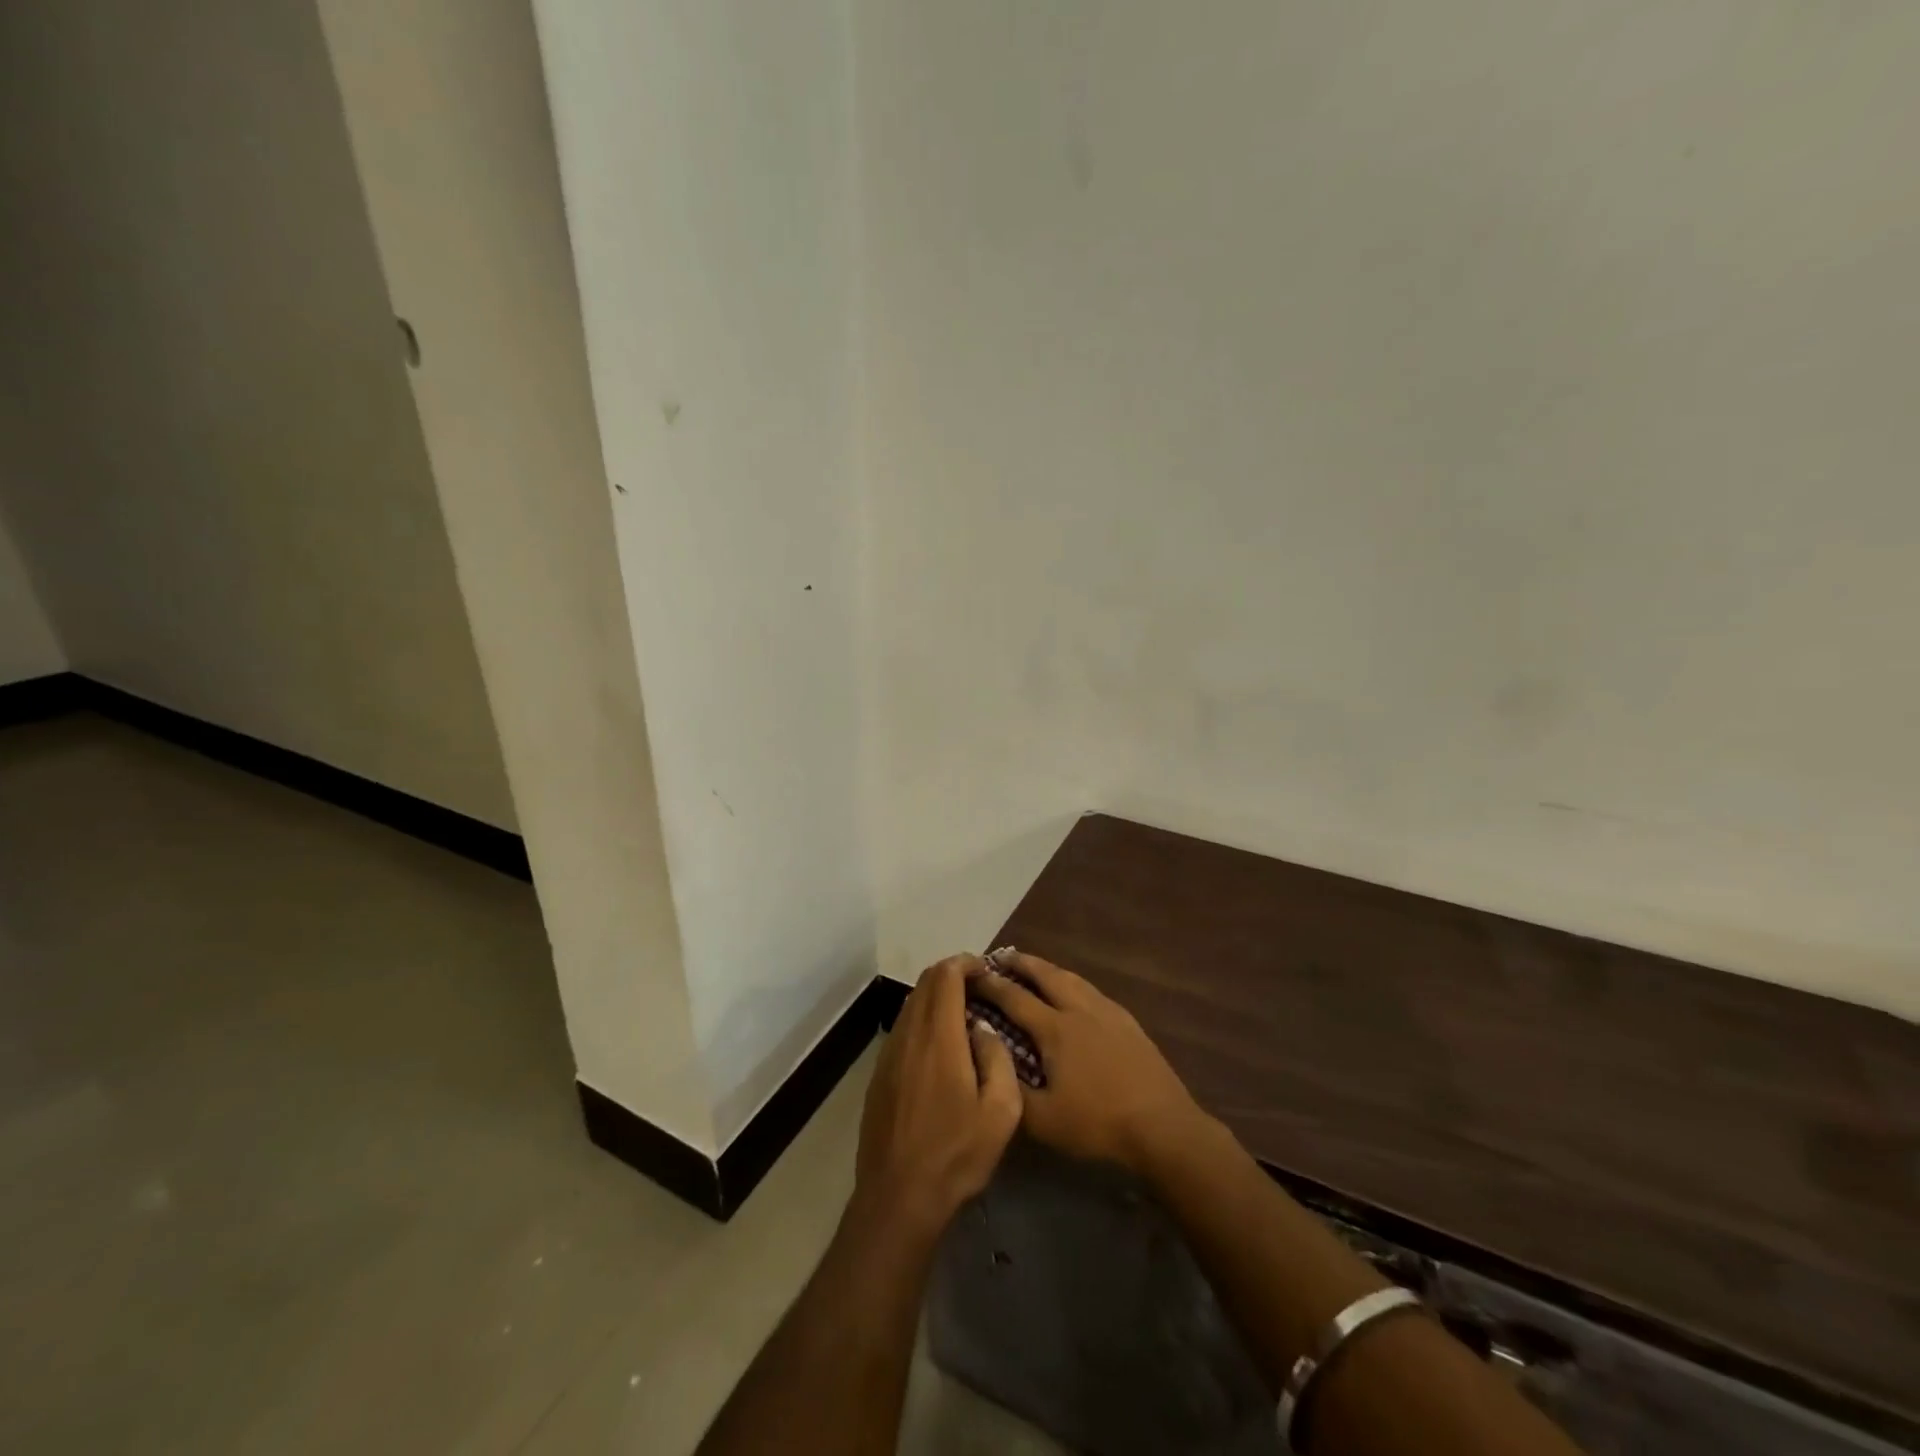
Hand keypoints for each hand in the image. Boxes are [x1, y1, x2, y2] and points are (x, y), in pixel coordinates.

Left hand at [856, 955, 1022, 1236]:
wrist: (898, 1197)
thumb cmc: (956, 1154)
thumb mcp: (1001, 1112)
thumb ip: (998, 1058)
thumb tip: (983, 1029)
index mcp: (939, 1037)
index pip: (946, 976)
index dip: (966, 963)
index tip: (986, 969)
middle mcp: (910, 1035)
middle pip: (925, 983)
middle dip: (952, 974)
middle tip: (980, 987)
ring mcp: (889, 1053)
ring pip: (912, 1004)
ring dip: (936, 997)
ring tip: (964, 1014)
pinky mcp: (880, 1073)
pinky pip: (903, 1028)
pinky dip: (923, 1019)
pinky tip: (941, 1046)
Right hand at [967, 950, 1208, 1176]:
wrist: (1162, 1126)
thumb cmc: (1097, 1124)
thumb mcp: (1043, 1120)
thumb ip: (1010, 1088)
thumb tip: (987, 1059)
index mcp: (1055, 1029)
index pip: (1014, 998)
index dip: (990, 985)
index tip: (970, 974)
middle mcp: (1079, 1010)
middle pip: (1045, 975)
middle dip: (1020, 963)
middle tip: (1001, 957)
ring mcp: (1107, 1012)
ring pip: (1072, 978)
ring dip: (1048, 969)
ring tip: (1034, 968)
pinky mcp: (1127, 1021)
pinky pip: (1091, 990)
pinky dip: (1072, 983)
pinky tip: (1074, 993)